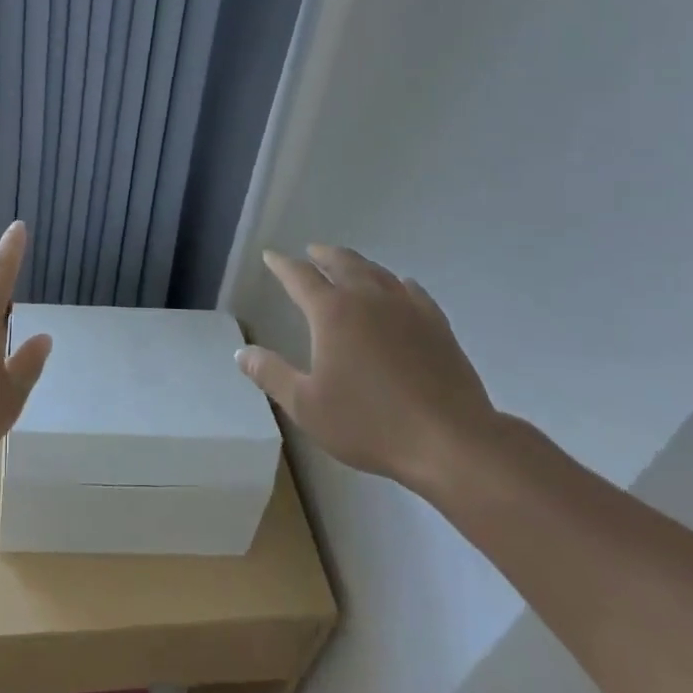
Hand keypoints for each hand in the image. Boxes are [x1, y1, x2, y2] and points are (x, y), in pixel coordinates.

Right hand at [237, 245, 499, 495]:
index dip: (282, 265)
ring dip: (357, 263)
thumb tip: (241, 352)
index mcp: (332, 312)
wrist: (451, 441)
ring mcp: (406, 308)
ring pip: (376, 271)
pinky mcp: (436, 325)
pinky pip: (411, 291)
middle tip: (312, 251)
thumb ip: (271, 374)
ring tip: (349, 265)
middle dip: (322, 254)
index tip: (271, 256)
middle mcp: (367, 298)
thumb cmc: (370, 423)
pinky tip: (399, 288)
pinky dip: (396, 283)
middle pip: (342, 262)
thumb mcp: (307, 406)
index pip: (299, 276)